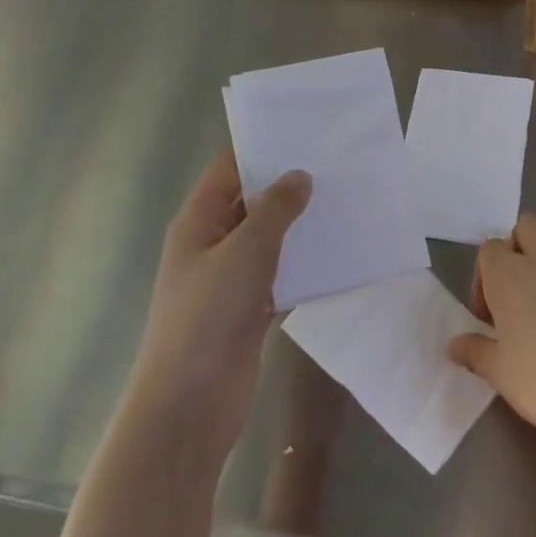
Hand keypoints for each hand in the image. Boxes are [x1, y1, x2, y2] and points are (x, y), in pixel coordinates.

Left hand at [129, 151, 310, 455]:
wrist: (190, 404)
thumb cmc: (208, 316)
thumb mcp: (246, 252)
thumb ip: (276, 209)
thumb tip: (300, 176)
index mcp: (199, 222)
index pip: (229, 169)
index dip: (262, 148)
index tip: (305, 132)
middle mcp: (212, 243)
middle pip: (252, 201)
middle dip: (289, 185)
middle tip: (338, 164)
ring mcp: (230, 278)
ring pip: (269, 238)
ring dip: (300, 224)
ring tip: (346, 200)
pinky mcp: (249, 308)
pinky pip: (280, 273)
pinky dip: (303, 262)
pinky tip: (338, 252)